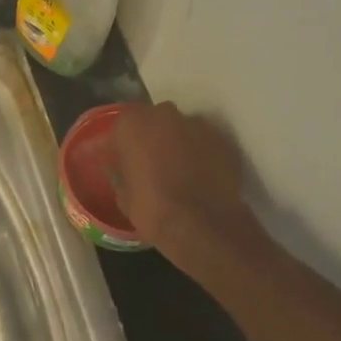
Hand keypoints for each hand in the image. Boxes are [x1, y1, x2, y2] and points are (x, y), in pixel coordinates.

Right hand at [109, 101, 251, 264]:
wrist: (202, 225)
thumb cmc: (152, 209)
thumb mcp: (123, 195)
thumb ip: (119, 172)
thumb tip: (117, 166)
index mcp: (132, 123)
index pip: (121, 126)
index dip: (122, 144)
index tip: (122, 160)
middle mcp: (164, 114)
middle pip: (154, 121)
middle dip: (152, 138)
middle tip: (151, 163)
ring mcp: (197, 125)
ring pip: (181, 129)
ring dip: (178, 144)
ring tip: (178, 171)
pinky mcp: (222, 140)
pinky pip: (204, 143)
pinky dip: (200, 154)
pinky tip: (199, 176)